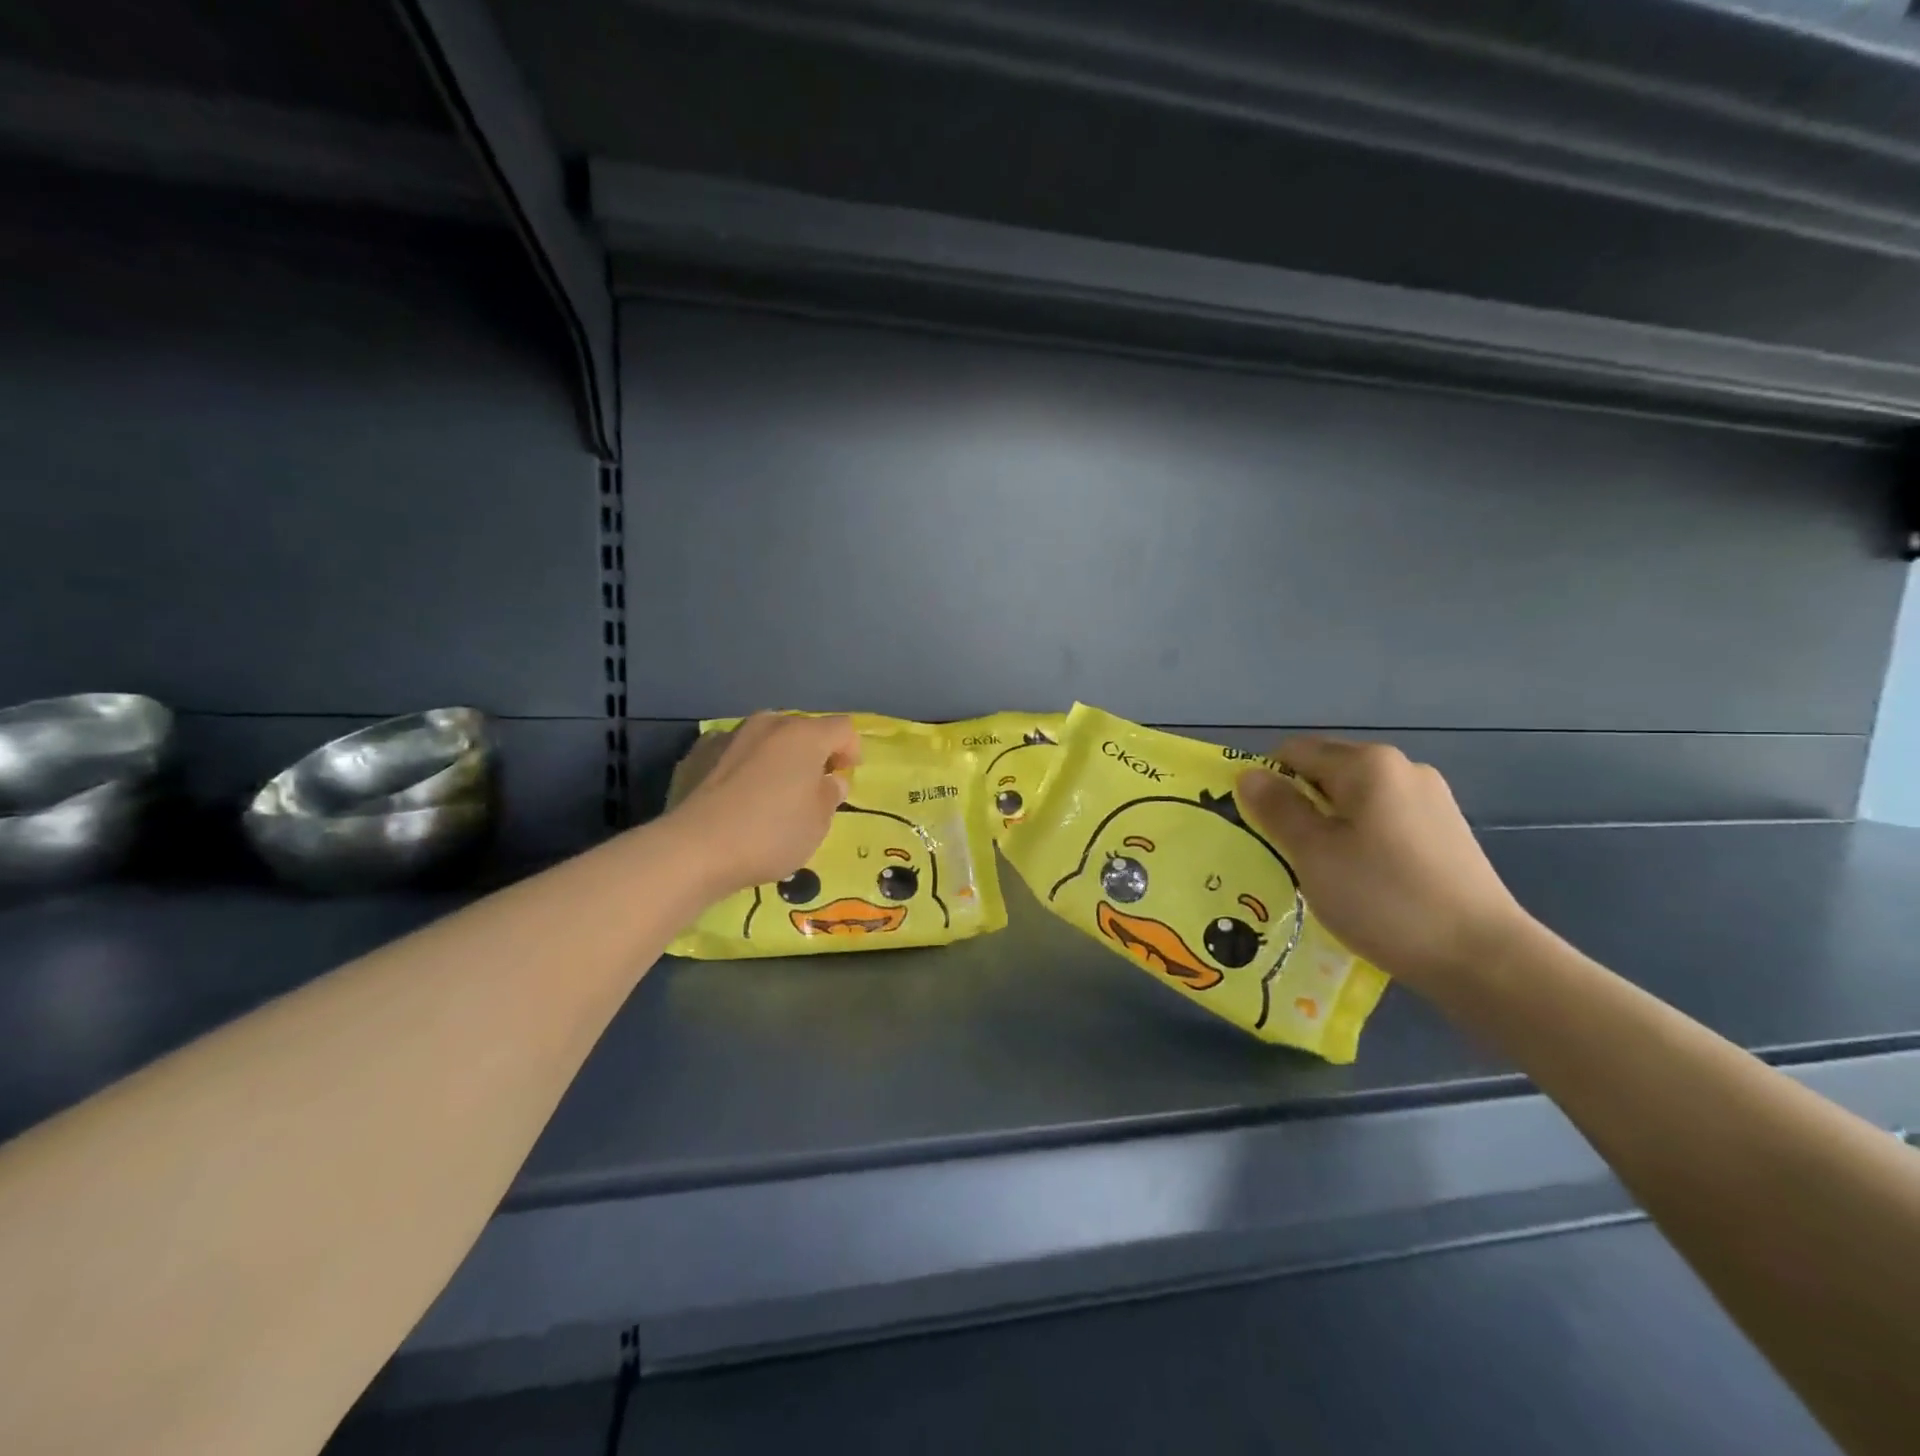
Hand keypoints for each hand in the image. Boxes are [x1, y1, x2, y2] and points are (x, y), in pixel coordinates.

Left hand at [667, 713, 861, 895]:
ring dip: (775, 757)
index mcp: (804, 736)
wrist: (694, 849)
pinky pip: (732, 752)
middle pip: (801, 729)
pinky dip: (740, 766)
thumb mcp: (818, 824)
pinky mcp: (697, 753)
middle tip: (811, 786)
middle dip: (812, 752)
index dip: (851, 750)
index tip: (845, 777)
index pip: (842, 729)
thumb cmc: (770, 834)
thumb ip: (830, 795)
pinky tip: (734, 794)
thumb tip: (830, 780)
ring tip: (771, 790)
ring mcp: (729, 735)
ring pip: (764, 738)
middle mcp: (767, 725)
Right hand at [1236, 739, 1532, 989]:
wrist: (1483, 958)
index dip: (1267, 783)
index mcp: (1367, 764)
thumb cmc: (1384, 898)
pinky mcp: (1446, 832)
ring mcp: (1430, 800)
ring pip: (1355, 799)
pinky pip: (1383, 821)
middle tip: (1284, 852)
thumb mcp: (1313, 853)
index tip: (1259, 827)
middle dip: (1298, 804)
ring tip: (1322, 872)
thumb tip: (1248, 774)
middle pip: (1327, 772)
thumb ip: (1276, 808)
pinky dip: (1360, 839)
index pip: (1294, 752)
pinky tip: (1362, 880)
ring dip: (1329, 825)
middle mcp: (1402, 768)